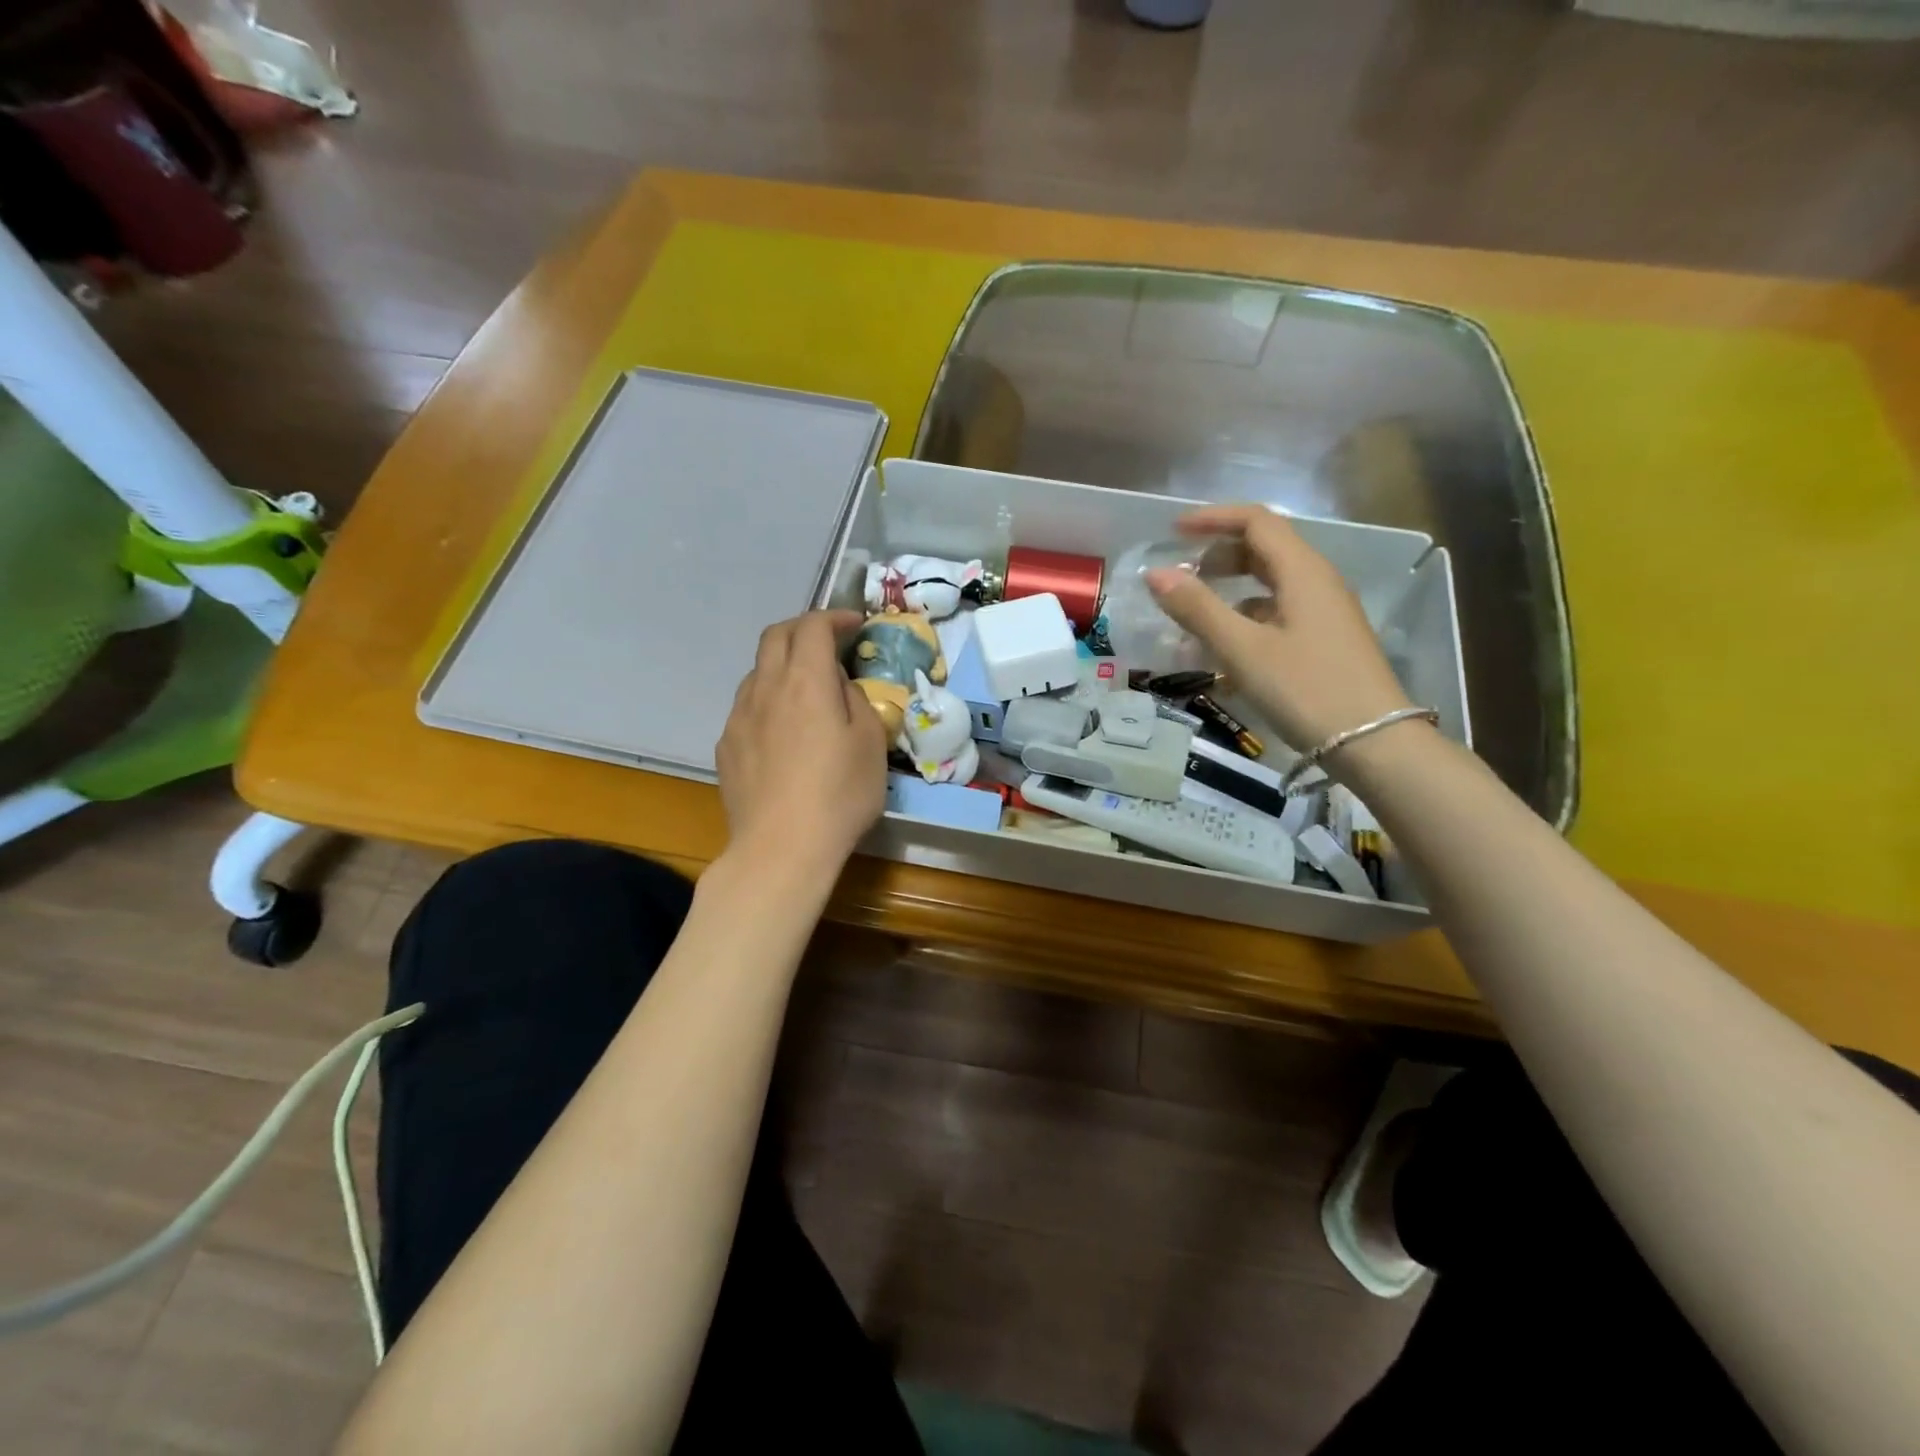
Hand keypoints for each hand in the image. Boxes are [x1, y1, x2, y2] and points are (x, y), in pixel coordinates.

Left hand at [715, 611, 887, 871]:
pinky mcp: (726, 746)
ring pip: (757, 671)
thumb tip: (838, 687)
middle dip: (803, 629)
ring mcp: (739, 716)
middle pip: (776, 636)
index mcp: (806, 680)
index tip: (855, 625)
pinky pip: (747, 707)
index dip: (835, 617)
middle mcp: (766, 687)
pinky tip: (783, 732)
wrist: (781, 848)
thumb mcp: (871, 744)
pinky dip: (768, 701)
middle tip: (828, 643)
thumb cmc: (839, 794)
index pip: (813, 626)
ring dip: (782, 666)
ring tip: (805, 690)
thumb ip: (856, 701)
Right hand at [1146, 504, 1413, 753]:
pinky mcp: (1326, 640)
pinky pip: (1280, 611)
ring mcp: (1326, 612)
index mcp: (1302, 571)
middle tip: (1183, 575)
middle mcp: (1318, 582)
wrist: (1374, 743)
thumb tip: (1155, 573)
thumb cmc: (1305, 689)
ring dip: (1232, 587)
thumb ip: (1197, 609)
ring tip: (1197, 613)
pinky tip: (1228, 648)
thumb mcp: (1243, 649)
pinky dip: (1248, 616)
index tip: (1174, 531)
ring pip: (1272, 583)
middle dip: (1220, 553)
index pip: (1256, 521)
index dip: (1213, 518)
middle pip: (1266, 548)